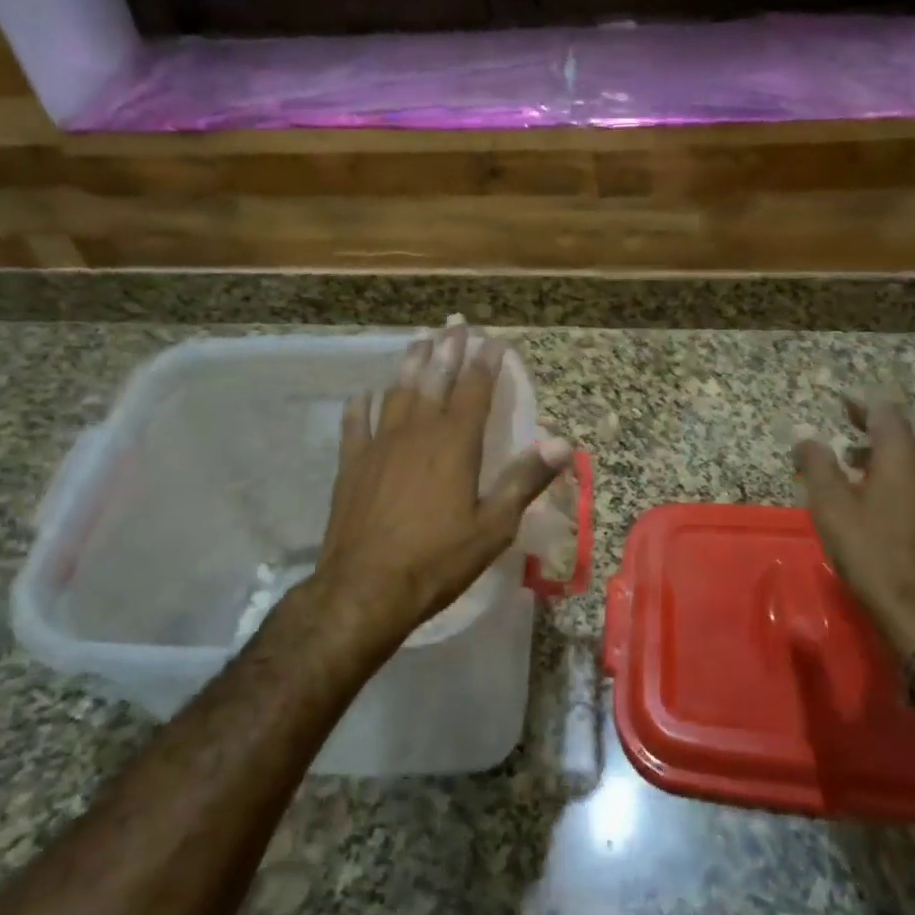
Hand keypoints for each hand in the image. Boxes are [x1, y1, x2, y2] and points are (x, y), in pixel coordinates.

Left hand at [313, 325, 571, 644]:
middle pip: (434, 380)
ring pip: (397, 393)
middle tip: (455, 325)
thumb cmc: (437, 559)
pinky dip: (361, 406)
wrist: (365, 589)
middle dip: (448, 350)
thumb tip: (562, 441)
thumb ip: (525, 479)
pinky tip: (363, 395)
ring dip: (410, 365)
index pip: (475, 389)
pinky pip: (356, 425)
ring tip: (419, 341)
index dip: (486, 362)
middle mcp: (417, 432)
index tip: (494, 339)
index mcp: (454, 443)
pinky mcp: (352, 465)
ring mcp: (380, 445)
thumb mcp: (493, 525)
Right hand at [793, 397, 914, 657]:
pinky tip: (878, 496)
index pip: (885, 413)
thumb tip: (806, 437)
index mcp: (903, 457)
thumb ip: (817, 465)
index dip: (861, 404)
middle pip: (908, 431)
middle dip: (878, 425)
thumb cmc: (870, 551)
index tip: (840, 401)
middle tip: (849, 428)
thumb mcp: (831, 506)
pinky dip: (901, 472)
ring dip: (889, 450)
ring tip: (855, 464)